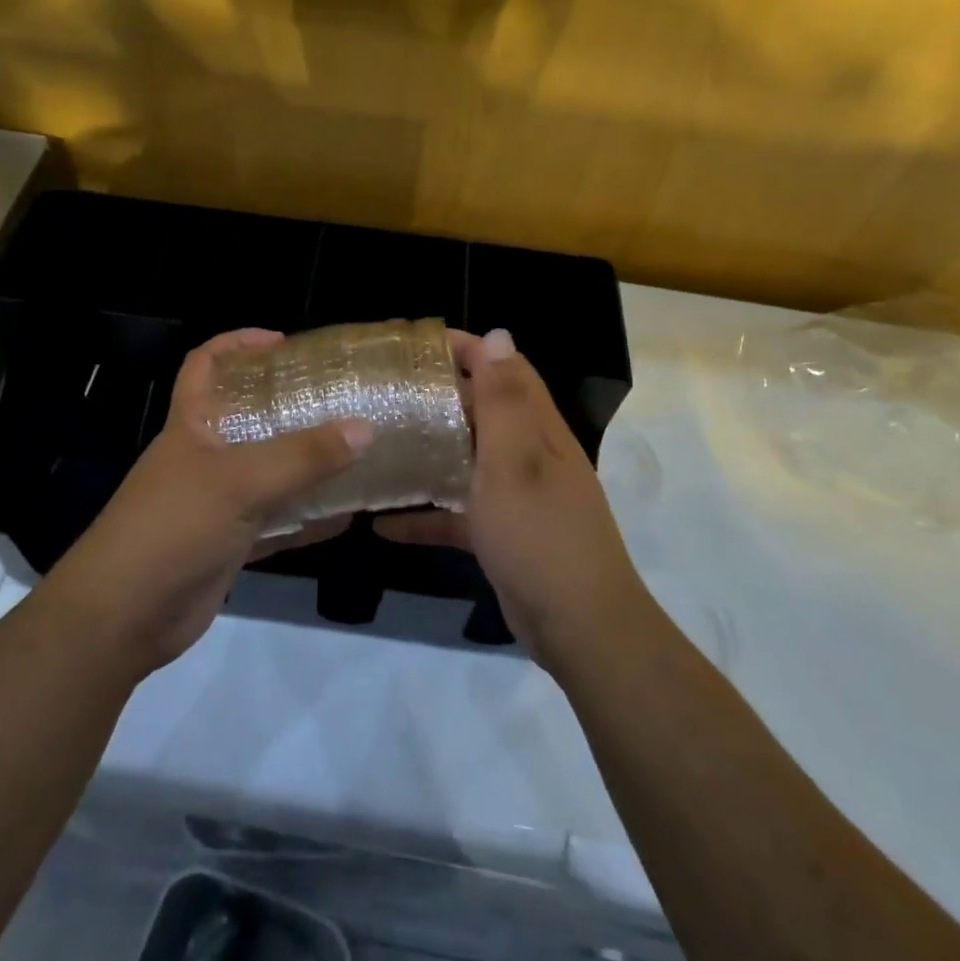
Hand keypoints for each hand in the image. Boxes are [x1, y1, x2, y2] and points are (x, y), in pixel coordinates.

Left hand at [39, 329, 369, 677]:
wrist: (123, 617)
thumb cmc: (173, 527)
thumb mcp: (239, 482)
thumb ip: (302, 457)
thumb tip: (364, 428)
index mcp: (192, 425)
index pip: (205, 364)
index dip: (238, 343)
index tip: (283, 343)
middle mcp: (204, 457)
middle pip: (247, 416)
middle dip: (287, 405)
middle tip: (337, 399)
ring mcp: (216, 502)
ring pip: (267, 472)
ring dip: (305, 464)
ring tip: (354, 451)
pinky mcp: (228, 544)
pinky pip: (276, 523)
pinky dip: (306, 520)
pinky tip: (345, 517)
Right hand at [376, 329, 648, 668]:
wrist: (578, 626)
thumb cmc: (540, 534)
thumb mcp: (515, 461)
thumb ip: (503, 400)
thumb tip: (497, 335)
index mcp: (537, 429)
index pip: (505, 369)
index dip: (469, 349)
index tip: (418, 345)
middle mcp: (529, 454)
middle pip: (483, 410)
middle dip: (441, 394)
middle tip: (388, 390)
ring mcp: (515, 496)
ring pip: (468, 459)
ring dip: (431, 450)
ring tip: (381, 441)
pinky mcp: (501, 533)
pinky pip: (458, 513)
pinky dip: (426, 513)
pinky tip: (383, 524)